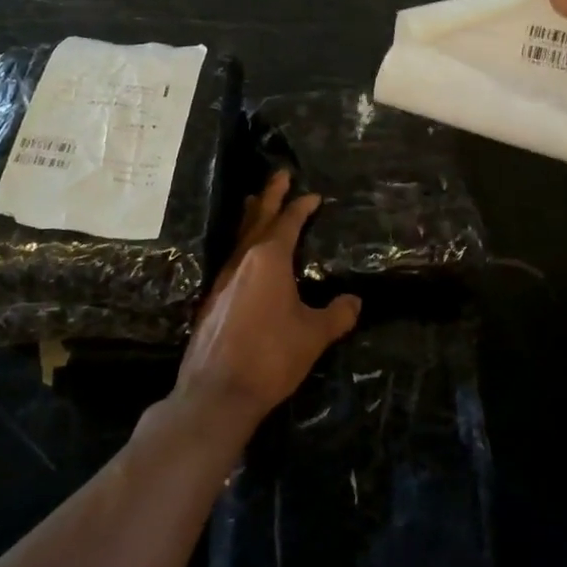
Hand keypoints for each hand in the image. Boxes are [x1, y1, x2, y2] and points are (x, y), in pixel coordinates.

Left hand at [174, 171, 360, 430]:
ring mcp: (223, 279)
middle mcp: (244, 261)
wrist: (216, 392)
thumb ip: (337, 315)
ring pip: (240, 237)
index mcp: (269, 260)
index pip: (288, 223)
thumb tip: (354, 302)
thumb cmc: (270, 356)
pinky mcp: (212, 300)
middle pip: (258, 218)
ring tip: (255, 201)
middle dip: (271, 195)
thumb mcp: (313, 335)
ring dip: (252, 217)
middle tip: (280, 174)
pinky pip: (232, 259)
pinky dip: (242, 244)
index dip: (301, 207)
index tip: (313, 196)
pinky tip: (244, 255)